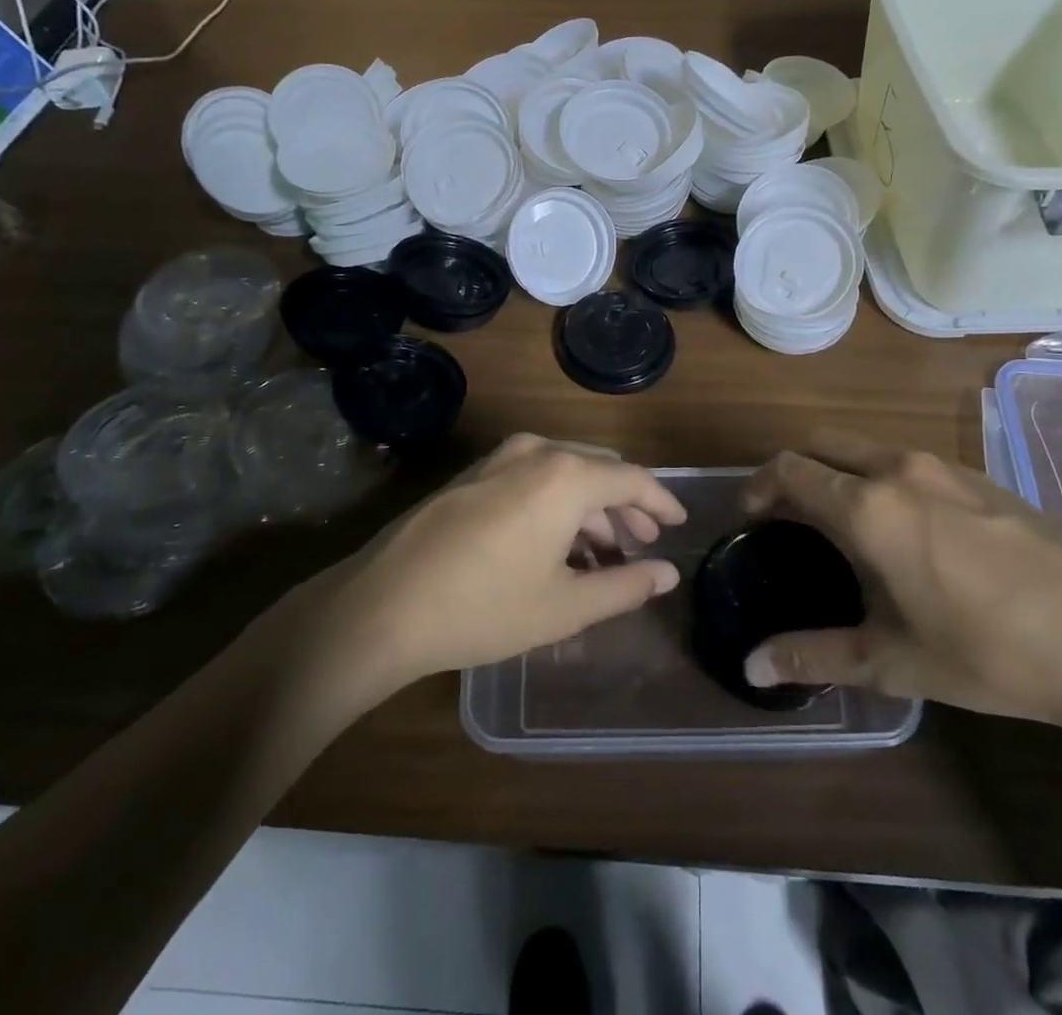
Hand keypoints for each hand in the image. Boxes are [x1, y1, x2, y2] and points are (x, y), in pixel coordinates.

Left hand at [331, 435, 685, 687]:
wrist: (383, 606)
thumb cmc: (484, 608)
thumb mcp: (565, 606)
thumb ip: (624, 586)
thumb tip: (666, 574)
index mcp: (567, 476)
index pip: (634, 480)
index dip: (662, 502)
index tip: (678, 524)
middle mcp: (537, 452)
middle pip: (599, 471)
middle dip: (626, 506)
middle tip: (643, 544)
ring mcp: (499, 458)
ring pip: (565, 473)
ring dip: (590, 508)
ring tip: (602, 555)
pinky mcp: (473, 474)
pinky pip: (533, 477)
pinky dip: (557, 504)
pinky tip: (556, 545)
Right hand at [738, 430, 1061, 730]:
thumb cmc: (990, 651)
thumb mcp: (893, 662)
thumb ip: (814, 656)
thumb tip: (751, 666)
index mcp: (867, 506)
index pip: (789, 469)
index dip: (758, 486)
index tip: (750, 518)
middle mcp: (898, 468)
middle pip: (822, 443)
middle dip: (793, 469)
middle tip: (787, 517)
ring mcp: (945, 466)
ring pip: (867, 447)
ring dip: (839, 471)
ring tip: (843, 525)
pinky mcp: (982, 477)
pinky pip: (909, 462)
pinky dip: (882, 478)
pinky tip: (910, 533)